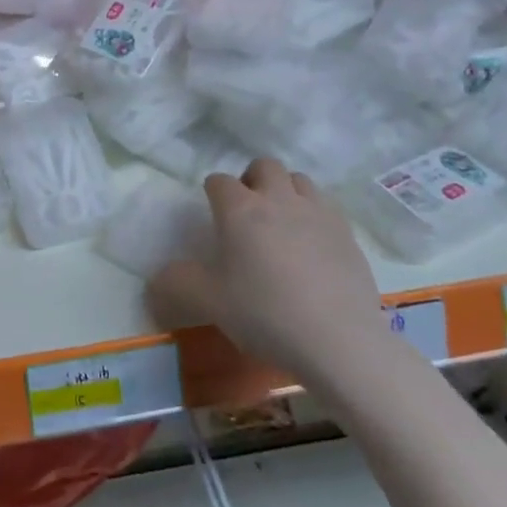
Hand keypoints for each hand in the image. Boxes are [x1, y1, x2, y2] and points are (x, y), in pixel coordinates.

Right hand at [149, 158, 390, 387]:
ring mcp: (318, 212)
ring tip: (282, 223)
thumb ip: (176, 283)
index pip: (218, 181)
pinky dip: (314, 215)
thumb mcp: (207, 302)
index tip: (213, 216)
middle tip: (247, 212)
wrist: (338, 340)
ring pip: (299, 180)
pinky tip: (312, 246)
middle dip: (252, 180)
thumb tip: (158, 278)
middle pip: (264, 166)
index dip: (212, 194)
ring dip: (286, 192)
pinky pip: (326, 207)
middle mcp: (278, 199)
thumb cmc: (264, 313)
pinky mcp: (347, 233)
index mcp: (240, 209)